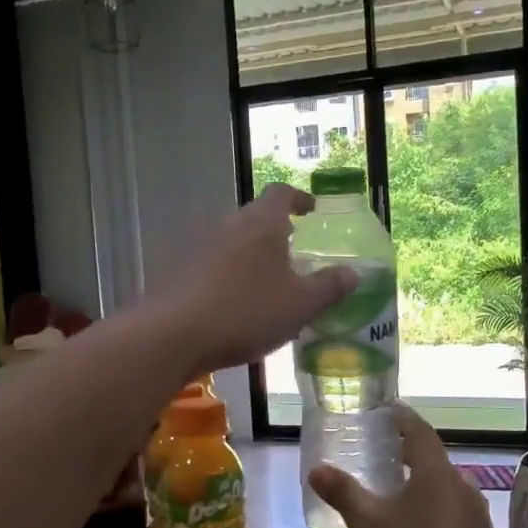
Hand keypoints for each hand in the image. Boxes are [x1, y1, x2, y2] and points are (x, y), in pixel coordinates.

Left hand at [159, 184, 357, 374]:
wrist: (174, 335)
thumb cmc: (246, 312)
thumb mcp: (300, 305)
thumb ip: (329, 287)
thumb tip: (353, 273)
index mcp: (262, 224)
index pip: (281, 193)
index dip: (299, 198)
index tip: (311, 210)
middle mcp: (229, 226)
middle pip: (256, 216)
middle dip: (277, 230)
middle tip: (294, 250)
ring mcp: (200, 247)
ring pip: (235, 242)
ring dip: (253, 255)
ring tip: (270, 282)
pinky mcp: (181, 272)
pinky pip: (216, 265)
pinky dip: (232, 275)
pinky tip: (239, 304)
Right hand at [308, 405, 500, 527]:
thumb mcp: (367, 526)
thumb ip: (342, 493)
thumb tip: (316, 469)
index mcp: (437, 474)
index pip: (420, 431)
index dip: (402, 417)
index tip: (388, 410)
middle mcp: (464, 487)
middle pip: (435, 462)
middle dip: (411, 457)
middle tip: (385, 458)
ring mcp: (480, 517)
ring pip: (449, 492)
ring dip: (426, 490)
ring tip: (401, 500)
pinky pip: (459, 519)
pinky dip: (440, 517)